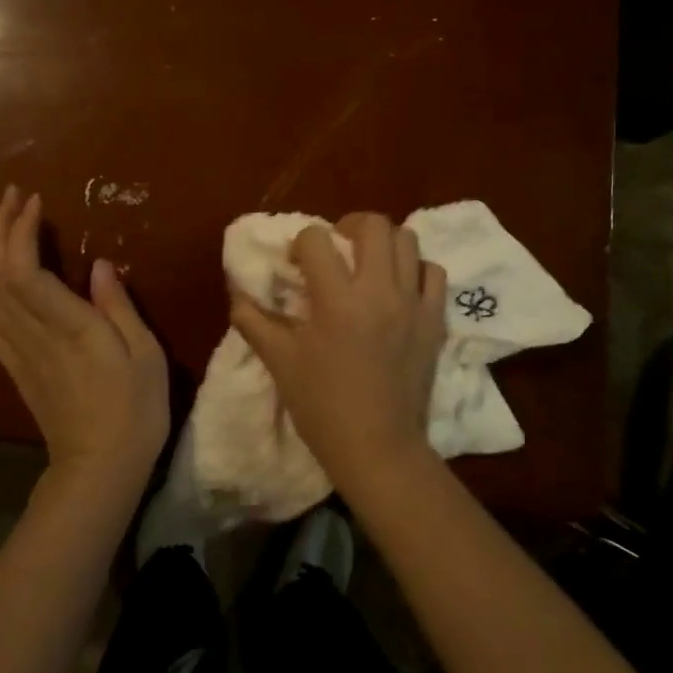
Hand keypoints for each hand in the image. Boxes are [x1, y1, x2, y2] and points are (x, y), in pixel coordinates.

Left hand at [0, 186, 168, 488]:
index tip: (36, 202)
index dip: (23, 233)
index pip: (28, 272)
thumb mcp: (145, 355)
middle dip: (2, 229)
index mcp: (71, 329)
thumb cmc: (135, 409)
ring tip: (0, 218)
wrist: (99, 467)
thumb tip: (100, 265)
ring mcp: (17, 351)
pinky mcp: (12, 364)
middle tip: (14, 195)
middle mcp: (34, 335)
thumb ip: (120, 308)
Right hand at [230, 212, 447, 494]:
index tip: (296, 264)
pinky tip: (399, 287)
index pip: (316, 238)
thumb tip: (237, 292)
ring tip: (369, 264)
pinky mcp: (435, 320)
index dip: (301, 244)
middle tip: (337, 247)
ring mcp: (413, 303)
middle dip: (348, 225)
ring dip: (384, 243)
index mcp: (337, 300)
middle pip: (373, 224)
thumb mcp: (279, 362)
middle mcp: (378, 291)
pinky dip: (415, 269)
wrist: (378, 448)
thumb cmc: (322, 406)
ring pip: (407, 240)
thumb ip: (253, 321)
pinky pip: (433, 272)